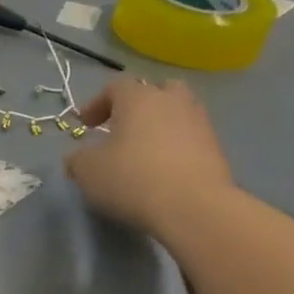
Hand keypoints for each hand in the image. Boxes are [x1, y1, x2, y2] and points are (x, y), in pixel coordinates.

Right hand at [64, 78, 235, 235]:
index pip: (115, 87)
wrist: (194, 207)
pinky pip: (190, 138)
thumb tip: (77, 158)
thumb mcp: (88, 171)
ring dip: (160, 126)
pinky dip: (176, 147)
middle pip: (156, 90)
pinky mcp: (216, 149)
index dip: (96, 104)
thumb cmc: (132, 179)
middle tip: (122, 127)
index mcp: (139, 98)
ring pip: (177, 113)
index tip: (84, 125)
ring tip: (144, 150)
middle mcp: (172, 102)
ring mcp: (199, 123)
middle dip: (138, 105)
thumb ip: (77, 159)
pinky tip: (163, 170)